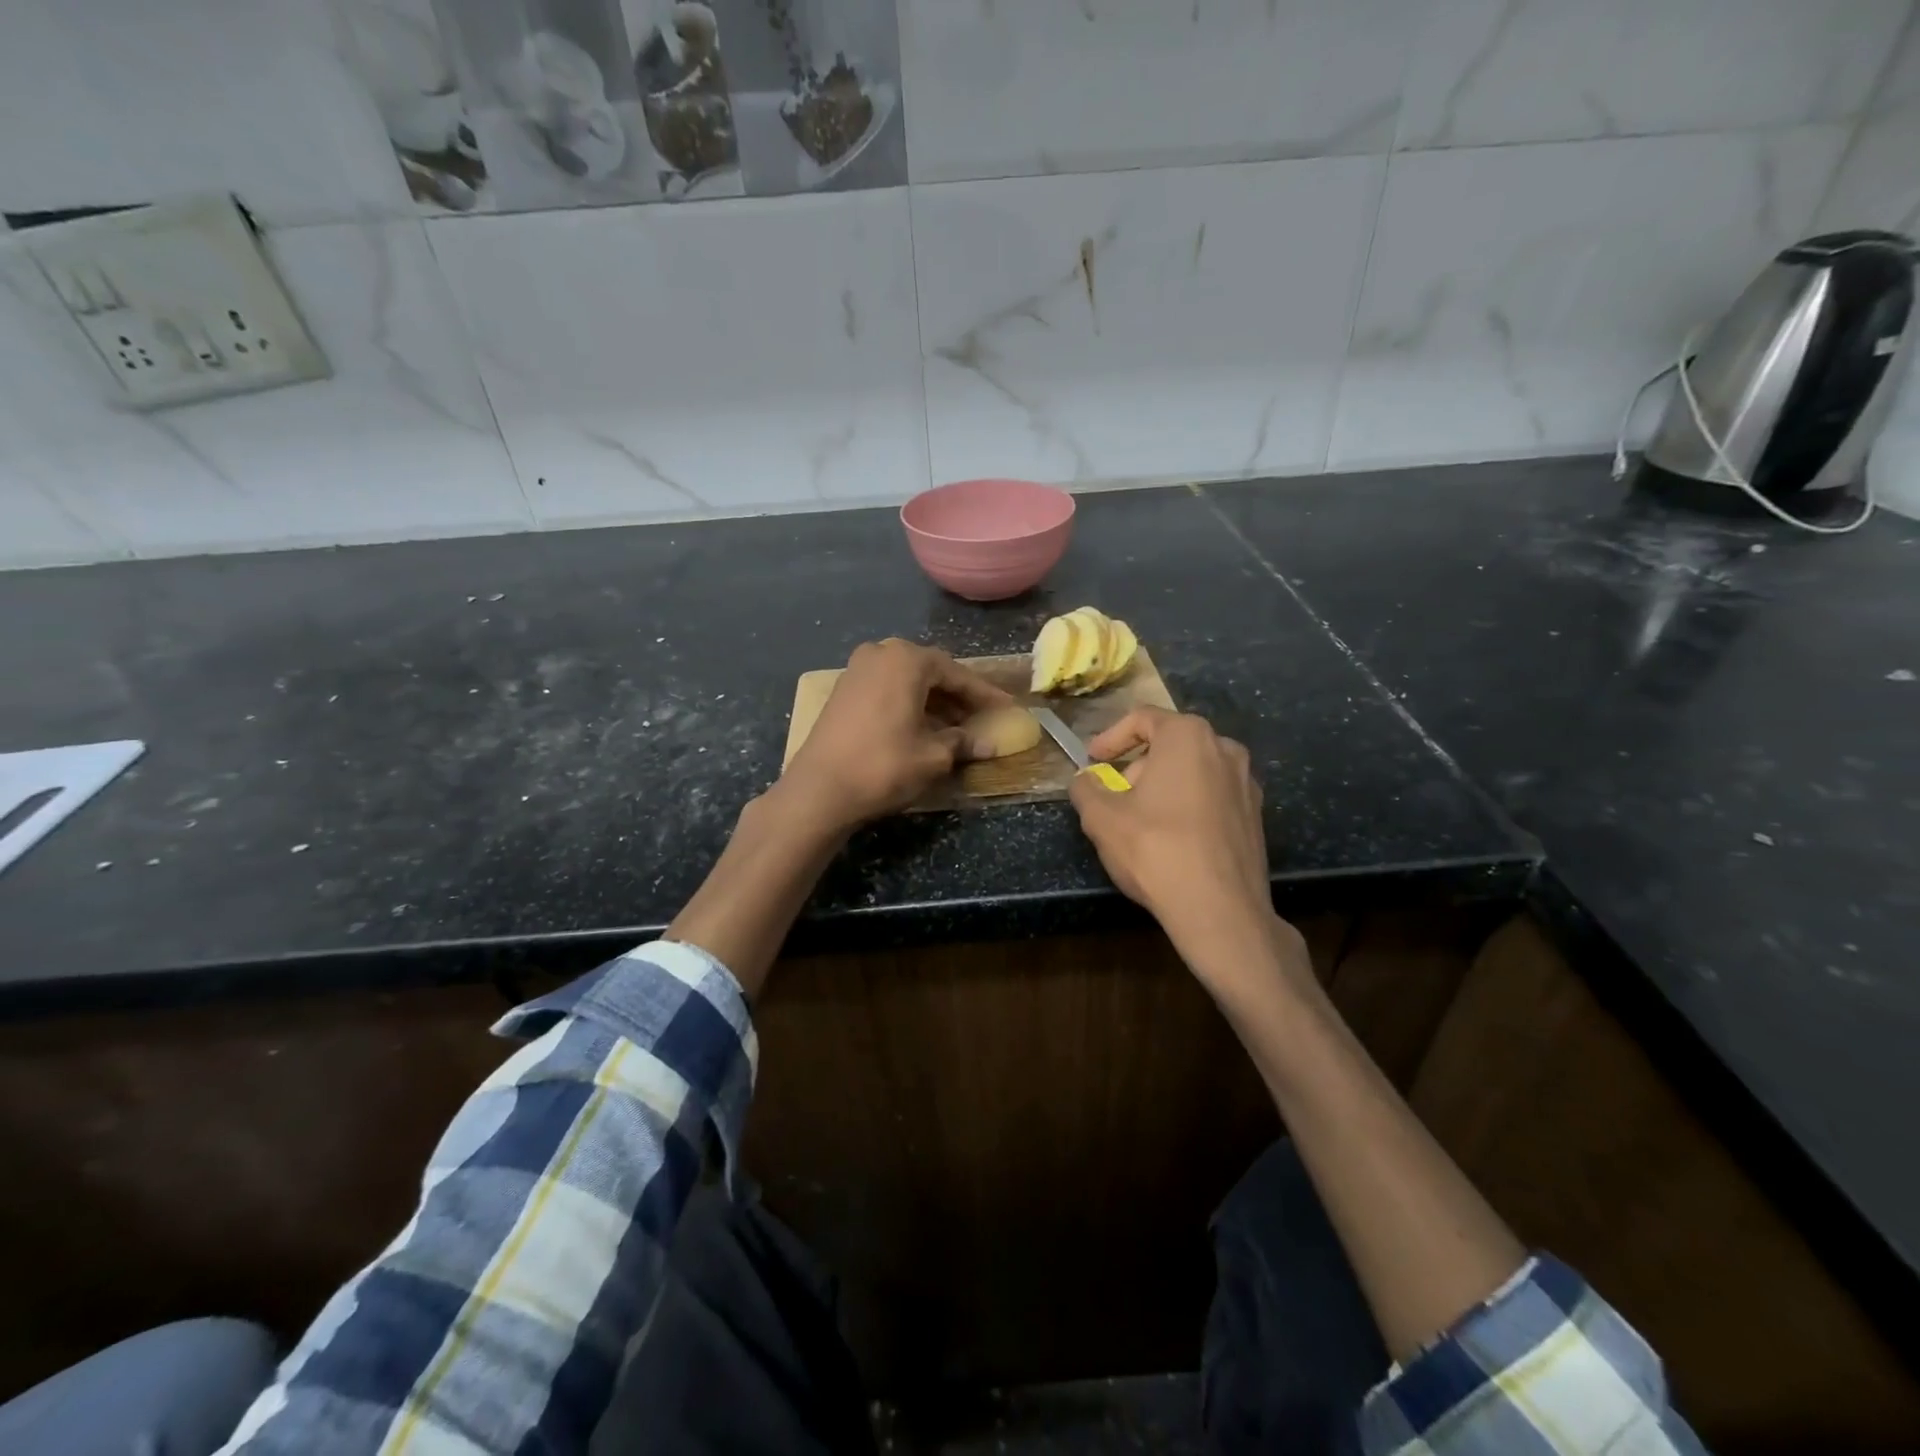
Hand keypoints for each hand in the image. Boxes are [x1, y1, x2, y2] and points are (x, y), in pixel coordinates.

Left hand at [781, 638, 1011, 833]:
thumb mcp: (933, 756)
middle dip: (957, 696)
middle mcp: (880, 654)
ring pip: (907, 681)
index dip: (984, 694)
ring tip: (955, 729)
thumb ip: (964, 742)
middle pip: (930, 672)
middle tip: (981, 718)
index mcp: (906, 659)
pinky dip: (908, 705)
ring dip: (933, 702)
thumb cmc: (884, 765)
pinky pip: (887, 690)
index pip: (957, 674)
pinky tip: (922, 728)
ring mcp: (857, 670)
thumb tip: (990, 744)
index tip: (1006, 708)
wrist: (820, 789)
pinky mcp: (843, 691)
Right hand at [1068, 707, 1302, 988]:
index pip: (1142, 718)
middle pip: (1170, 744)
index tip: (1092, 760)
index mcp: (1188, 736)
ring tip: (1140, 820)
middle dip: (1137, 765)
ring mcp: (1247, 783)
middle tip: (1114, 795)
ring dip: (1162, 786)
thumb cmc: (1156, 850)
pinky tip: (1172, 838)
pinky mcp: (1256, 816)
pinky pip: (1213, 796)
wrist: (1221, 910)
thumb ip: (1086, 789)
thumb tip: (1083, 781)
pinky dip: (1188, 805)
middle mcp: (1224, 749)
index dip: (1110, 737)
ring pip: (1193, 770)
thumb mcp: (1101, 818)